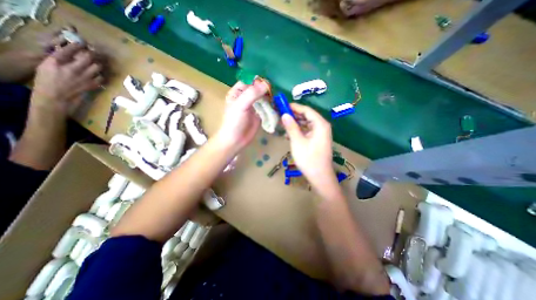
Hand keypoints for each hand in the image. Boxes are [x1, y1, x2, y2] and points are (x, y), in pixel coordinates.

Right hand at [31, 42, 103, 114]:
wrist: (56, 96)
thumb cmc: (48, 80)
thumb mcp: (47, 65)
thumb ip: (59, 58)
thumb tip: (72, 52)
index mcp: (57, 61)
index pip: (70, 49)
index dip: (79, 45)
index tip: (84, 43)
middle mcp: (73, 68)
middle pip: (89, 58)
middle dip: (94, 54)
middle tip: (95, 53)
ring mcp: (85, 77)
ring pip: (97, 67)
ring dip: (98, 64)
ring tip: (98, 63)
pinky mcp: (93, 85)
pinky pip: (101, 77)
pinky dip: (101, 75)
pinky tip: (98, 74)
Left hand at [216, 79, 269, 151]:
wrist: (236, 140)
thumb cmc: (234, 121)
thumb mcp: (241, 105)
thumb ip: (252, 94)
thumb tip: (266, 84)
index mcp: (237, 92)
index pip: (249, 81)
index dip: (258, 81)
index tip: (267, 84)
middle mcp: (246, 97)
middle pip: (258, 89)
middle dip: (265, 89)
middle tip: (273, 93)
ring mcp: (253, 106)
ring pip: (263, 98)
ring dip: (270, 98)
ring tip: (275, 100)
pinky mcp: (259, 114)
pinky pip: (267, 107)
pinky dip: (271, 106)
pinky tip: (276, 106)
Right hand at [281, 103, 333, 184]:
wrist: (319, 177)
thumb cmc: (308, 159)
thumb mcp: (297, 141)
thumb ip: (291, 127)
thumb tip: (284, 114)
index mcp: (320, 124)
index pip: (307, 110)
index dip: (294, 107)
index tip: (282, 106)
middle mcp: (322, 127)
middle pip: (307, 116)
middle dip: (294, 115)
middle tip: (280, 115)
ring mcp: (320, 134)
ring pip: (306, 124)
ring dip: (295, 124)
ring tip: (283, 125)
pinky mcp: (317, 140)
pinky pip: (307, 131)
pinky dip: (299, 131)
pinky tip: (289, 134)